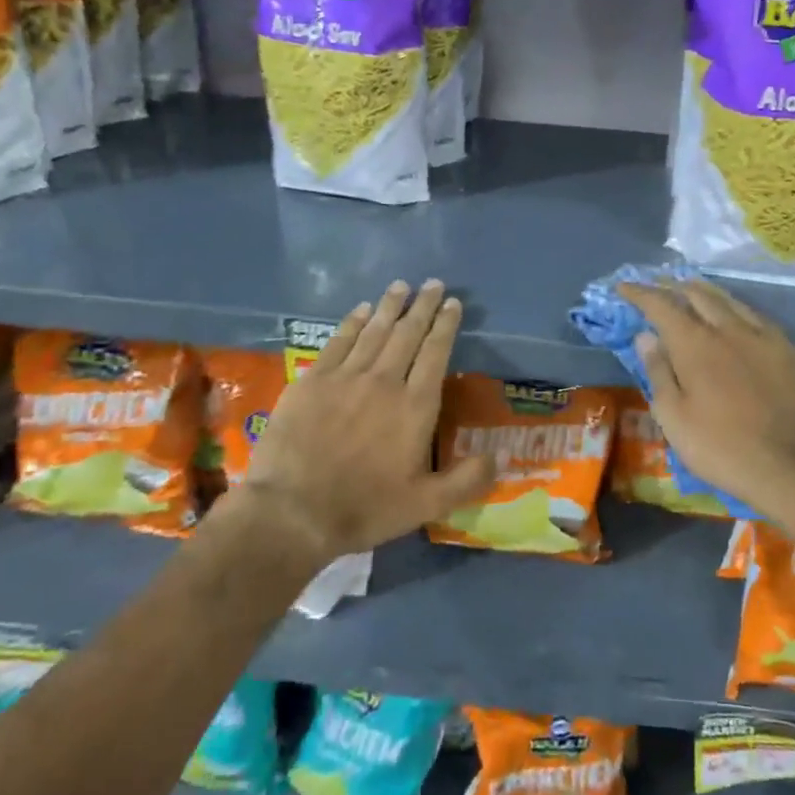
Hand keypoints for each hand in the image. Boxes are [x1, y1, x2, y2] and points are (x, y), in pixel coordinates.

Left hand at [235, 280, 494, 569]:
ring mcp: (345, 377)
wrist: (293, 511)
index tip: (453, 304)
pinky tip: (361, 310)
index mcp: (415, 406)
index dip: (446, 326)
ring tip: (401, 286)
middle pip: (408, 333)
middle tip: (433, 283)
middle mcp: (384, 381)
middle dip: (423, 306)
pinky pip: (339, 342)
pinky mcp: (313, 381)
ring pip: (374, 331)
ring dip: (390, 306)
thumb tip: (500, 456)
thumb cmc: (365, 508)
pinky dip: (352, 322)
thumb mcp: (426, 505)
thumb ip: (466, 479)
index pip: (436, 353)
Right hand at [618, 278, 794, 530]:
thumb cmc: (720, 448)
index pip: (661, 305)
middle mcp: (730, 329)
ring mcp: (765, 337)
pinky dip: (737, 310)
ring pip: (731, 301)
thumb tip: (646, 336)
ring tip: (692, 290)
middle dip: (673, 286)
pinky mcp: (791, 351)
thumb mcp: (674, 417)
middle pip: (698, 294)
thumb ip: (659, 371)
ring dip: (706, 292)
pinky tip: (737, 318)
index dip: (640, 293)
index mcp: (695, 343)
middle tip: (658, 286)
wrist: (791, 469)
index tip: (624, 286)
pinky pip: (758, 318)